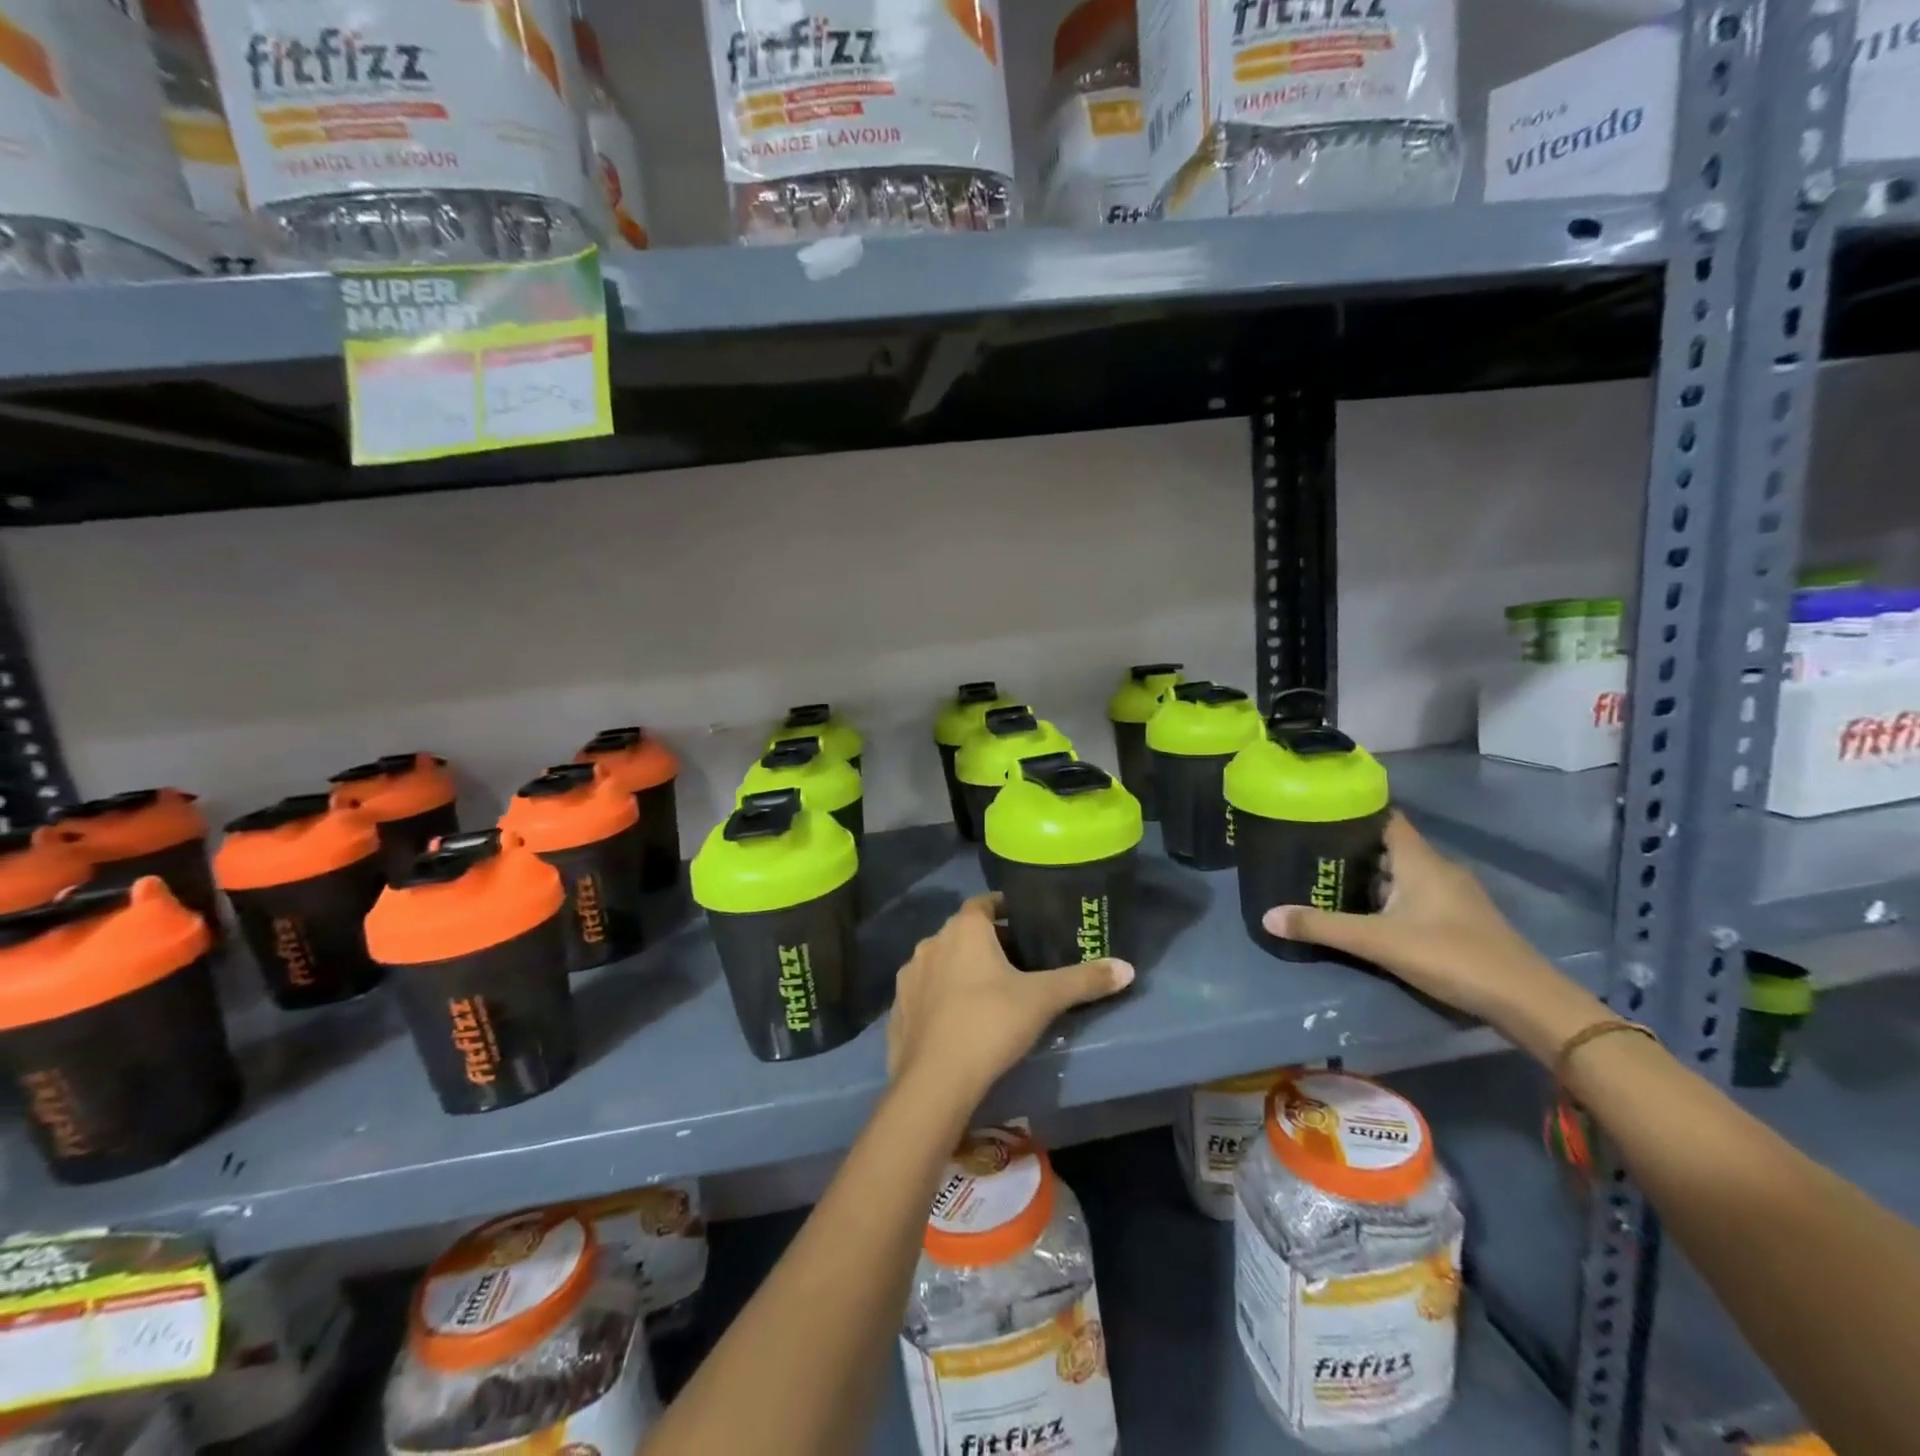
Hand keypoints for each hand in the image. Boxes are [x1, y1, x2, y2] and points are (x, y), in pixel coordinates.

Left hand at [887, 893, 1133, 1111]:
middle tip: (1018, 963)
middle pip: (964, 933)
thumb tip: (1128, 968)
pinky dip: (941, 998)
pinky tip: (958, 1021)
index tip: (1026, 923)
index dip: (1005, 910)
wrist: (935, 1081)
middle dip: (988, 943)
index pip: (985, 903)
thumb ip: (1084, 980)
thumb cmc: (991, 1023)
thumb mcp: (1044, 999)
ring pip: (942, 962)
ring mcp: (910, 976)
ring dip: (961, 969)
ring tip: (989, 993)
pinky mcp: (897, 1009)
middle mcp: (931, 942)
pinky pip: (924, 993)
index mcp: (964, 929)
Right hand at [1261, 813, 1603, 1048]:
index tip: (1320, 812)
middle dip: (1353, 848)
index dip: (1355, 812)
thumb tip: (1267, 916)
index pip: (1385, 818)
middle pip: (1390, 846)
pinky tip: (1370, 914)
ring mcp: (1453, 895)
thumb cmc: (1450, 955)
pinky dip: (1391, 897)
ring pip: (1404, 873)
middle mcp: (1437, 868)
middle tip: (1311, 851)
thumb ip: (1322, 927)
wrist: (1525, 1000)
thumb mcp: (1378, 942)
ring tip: (1330, 881)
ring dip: (1372, 876)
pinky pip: (1417, 895)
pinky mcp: (1461, 919)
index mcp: (1419, 860)